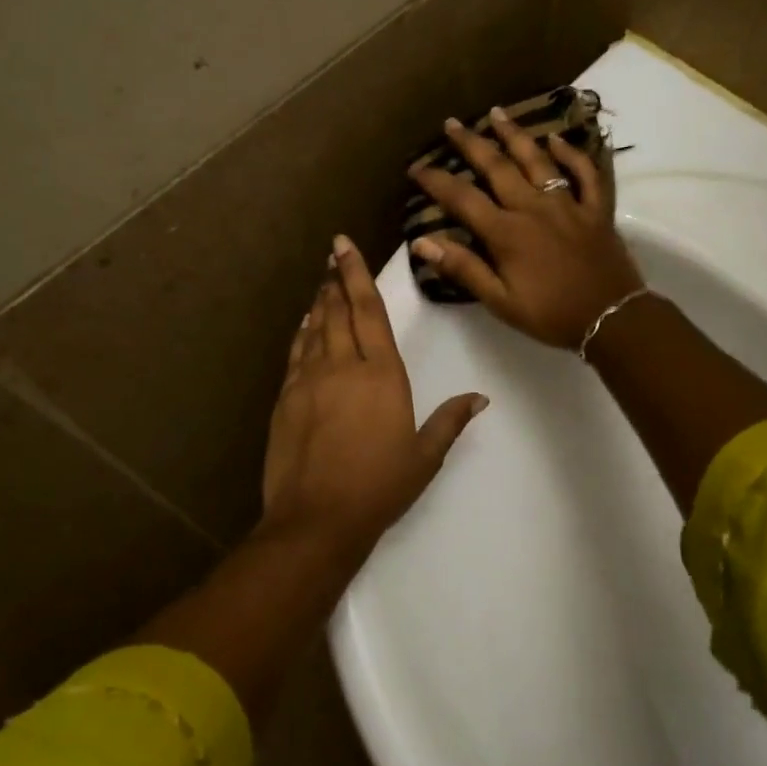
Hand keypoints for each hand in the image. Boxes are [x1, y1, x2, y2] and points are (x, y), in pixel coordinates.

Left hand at [260, 235, 487, 550]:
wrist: (318, 519)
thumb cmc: (379, 486)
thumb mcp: (424, 456)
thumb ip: (450, 421)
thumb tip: (480, 398)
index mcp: (382, 375)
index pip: (369, 312)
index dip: (357, 276)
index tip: (344, 247)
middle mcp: (343, 367)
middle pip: (338, 312)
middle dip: (336, 280)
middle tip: (332, 254)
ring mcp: (309, 382)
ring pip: (314, 329)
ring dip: (320, 303)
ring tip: (323, 283)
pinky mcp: (286, 400)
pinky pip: (295, 355)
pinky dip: (301, 334)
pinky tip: (304, 326)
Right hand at [407, 108, 644, 348]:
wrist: (611, 318)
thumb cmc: (551, 315)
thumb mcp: (500, 301)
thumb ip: (464, 269)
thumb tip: (422, 242)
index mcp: (507, 233)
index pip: (463, 198)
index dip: (437, 180)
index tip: (416, 167)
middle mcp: (534, 208)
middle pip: (498, 167)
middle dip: (471, 144)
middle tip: (452, 122)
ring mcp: (568, 204)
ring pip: (538, 160)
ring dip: (515, 135)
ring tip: (497, 113)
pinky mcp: (596, 209)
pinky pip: (585, 173)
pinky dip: (571, 154)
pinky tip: (558, 140)